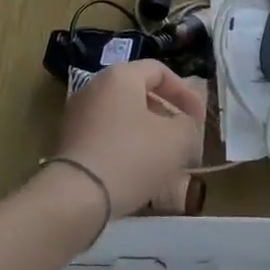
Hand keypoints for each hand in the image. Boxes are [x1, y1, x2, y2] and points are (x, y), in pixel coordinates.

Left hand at [53, 61, 204, 216]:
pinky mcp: (69, 143)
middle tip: (184, 137)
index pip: (160, 71)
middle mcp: (95, 88)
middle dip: (166, 114)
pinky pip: (107, 136)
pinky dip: (126, 147)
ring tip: (165, 159)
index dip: (185, 93)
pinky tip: (139, 172)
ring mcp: (78, 115)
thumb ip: (188, 125)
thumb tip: (184, 126)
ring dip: (148, 133)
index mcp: (120, 76)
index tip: (199, 119)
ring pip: (123, 117)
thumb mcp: (177, 139)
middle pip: (140, 93)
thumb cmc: (132, 156)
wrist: (76, 198)